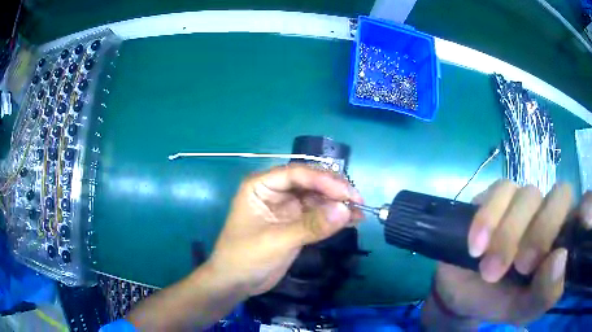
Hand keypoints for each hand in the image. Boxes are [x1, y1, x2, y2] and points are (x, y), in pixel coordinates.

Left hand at [207, 164, 363, 295]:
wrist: (236, 282)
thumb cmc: (245, 257)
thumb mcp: (277, 241)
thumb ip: (311, 226)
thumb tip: (346, 210)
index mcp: (261, 185)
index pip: (296, 173)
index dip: (323, 180)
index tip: (347, 193)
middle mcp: (275, 191)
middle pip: (310, 182)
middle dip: (333, 190)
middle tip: (357, 201)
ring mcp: (286, 207)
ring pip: (317, 197)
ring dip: (337, 204)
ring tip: (359, 212)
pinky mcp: (295, 223)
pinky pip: (318, 215)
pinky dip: (334, 217)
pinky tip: (352, 220)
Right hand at [424, 180, 591, 327]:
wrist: (465, 292)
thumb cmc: (501, 301)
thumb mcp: (524, 309)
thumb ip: (546, 293)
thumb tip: (559, 260)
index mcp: (564, 238)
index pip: (584, 208)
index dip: (585, 212)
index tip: (576, 233)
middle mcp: (551, 212)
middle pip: (560, 195)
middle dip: (541, 232)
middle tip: (520, 267)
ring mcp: (526, 200)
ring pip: (529, 194)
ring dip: (509, 234)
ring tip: (489, 269)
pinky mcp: (499, 195)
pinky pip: (500, 190)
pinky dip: (488, 219)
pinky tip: (476, 246)